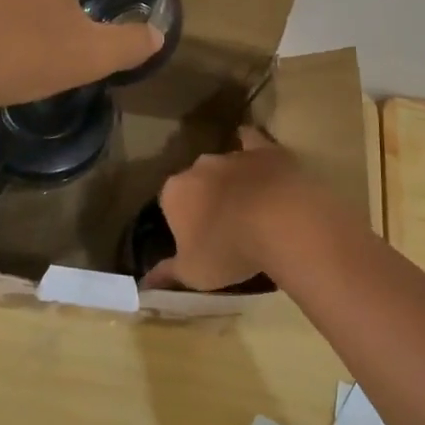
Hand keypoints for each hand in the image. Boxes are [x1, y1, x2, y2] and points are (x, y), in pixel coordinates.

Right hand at [141, 127, 317, 290]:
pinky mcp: (264, 149)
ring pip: (223, 166)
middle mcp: (198, 167)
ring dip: (230, 181)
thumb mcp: (193, 273)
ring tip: (248, 206)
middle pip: (196, 182)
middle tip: (223, 227)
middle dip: (204, 199)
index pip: (170, 205)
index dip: (183, 224)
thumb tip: (144, 284)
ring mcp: (232, 155)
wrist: (280, 222)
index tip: (197, 242)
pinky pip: (252, 140)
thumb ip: (166, 275)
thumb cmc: (228, 250)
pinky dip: (251, 145)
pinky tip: (257, 156)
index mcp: (174, 193)